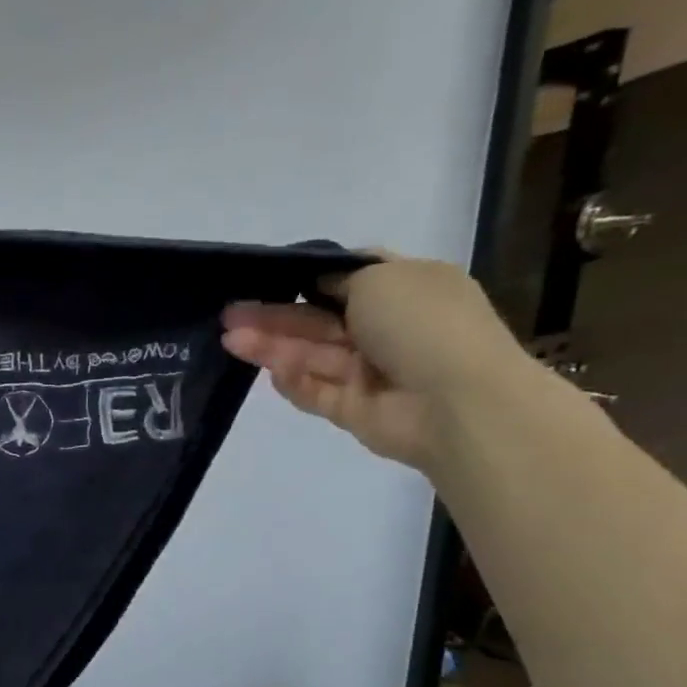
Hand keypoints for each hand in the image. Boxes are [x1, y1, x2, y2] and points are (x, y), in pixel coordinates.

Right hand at [220, 255, 531, 469]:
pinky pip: (316, 392)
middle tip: (229, 314)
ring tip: (230, 340)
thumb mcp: (382, 277)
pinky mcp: (353, 409)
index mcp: (406, 290)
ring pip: (311, 355)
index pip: (349, 279)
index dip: (307, 277)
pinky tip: (270, 372)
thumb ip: (340, 278)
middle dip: (274, 315)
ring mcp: (370, 372)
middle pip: (318, 320)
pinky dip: (294, 381)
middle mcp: (387, 329)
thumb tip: (317, 284)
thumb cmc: (424, 325)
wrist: (458, 403)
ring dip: (272, 346)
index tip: (265, 278)